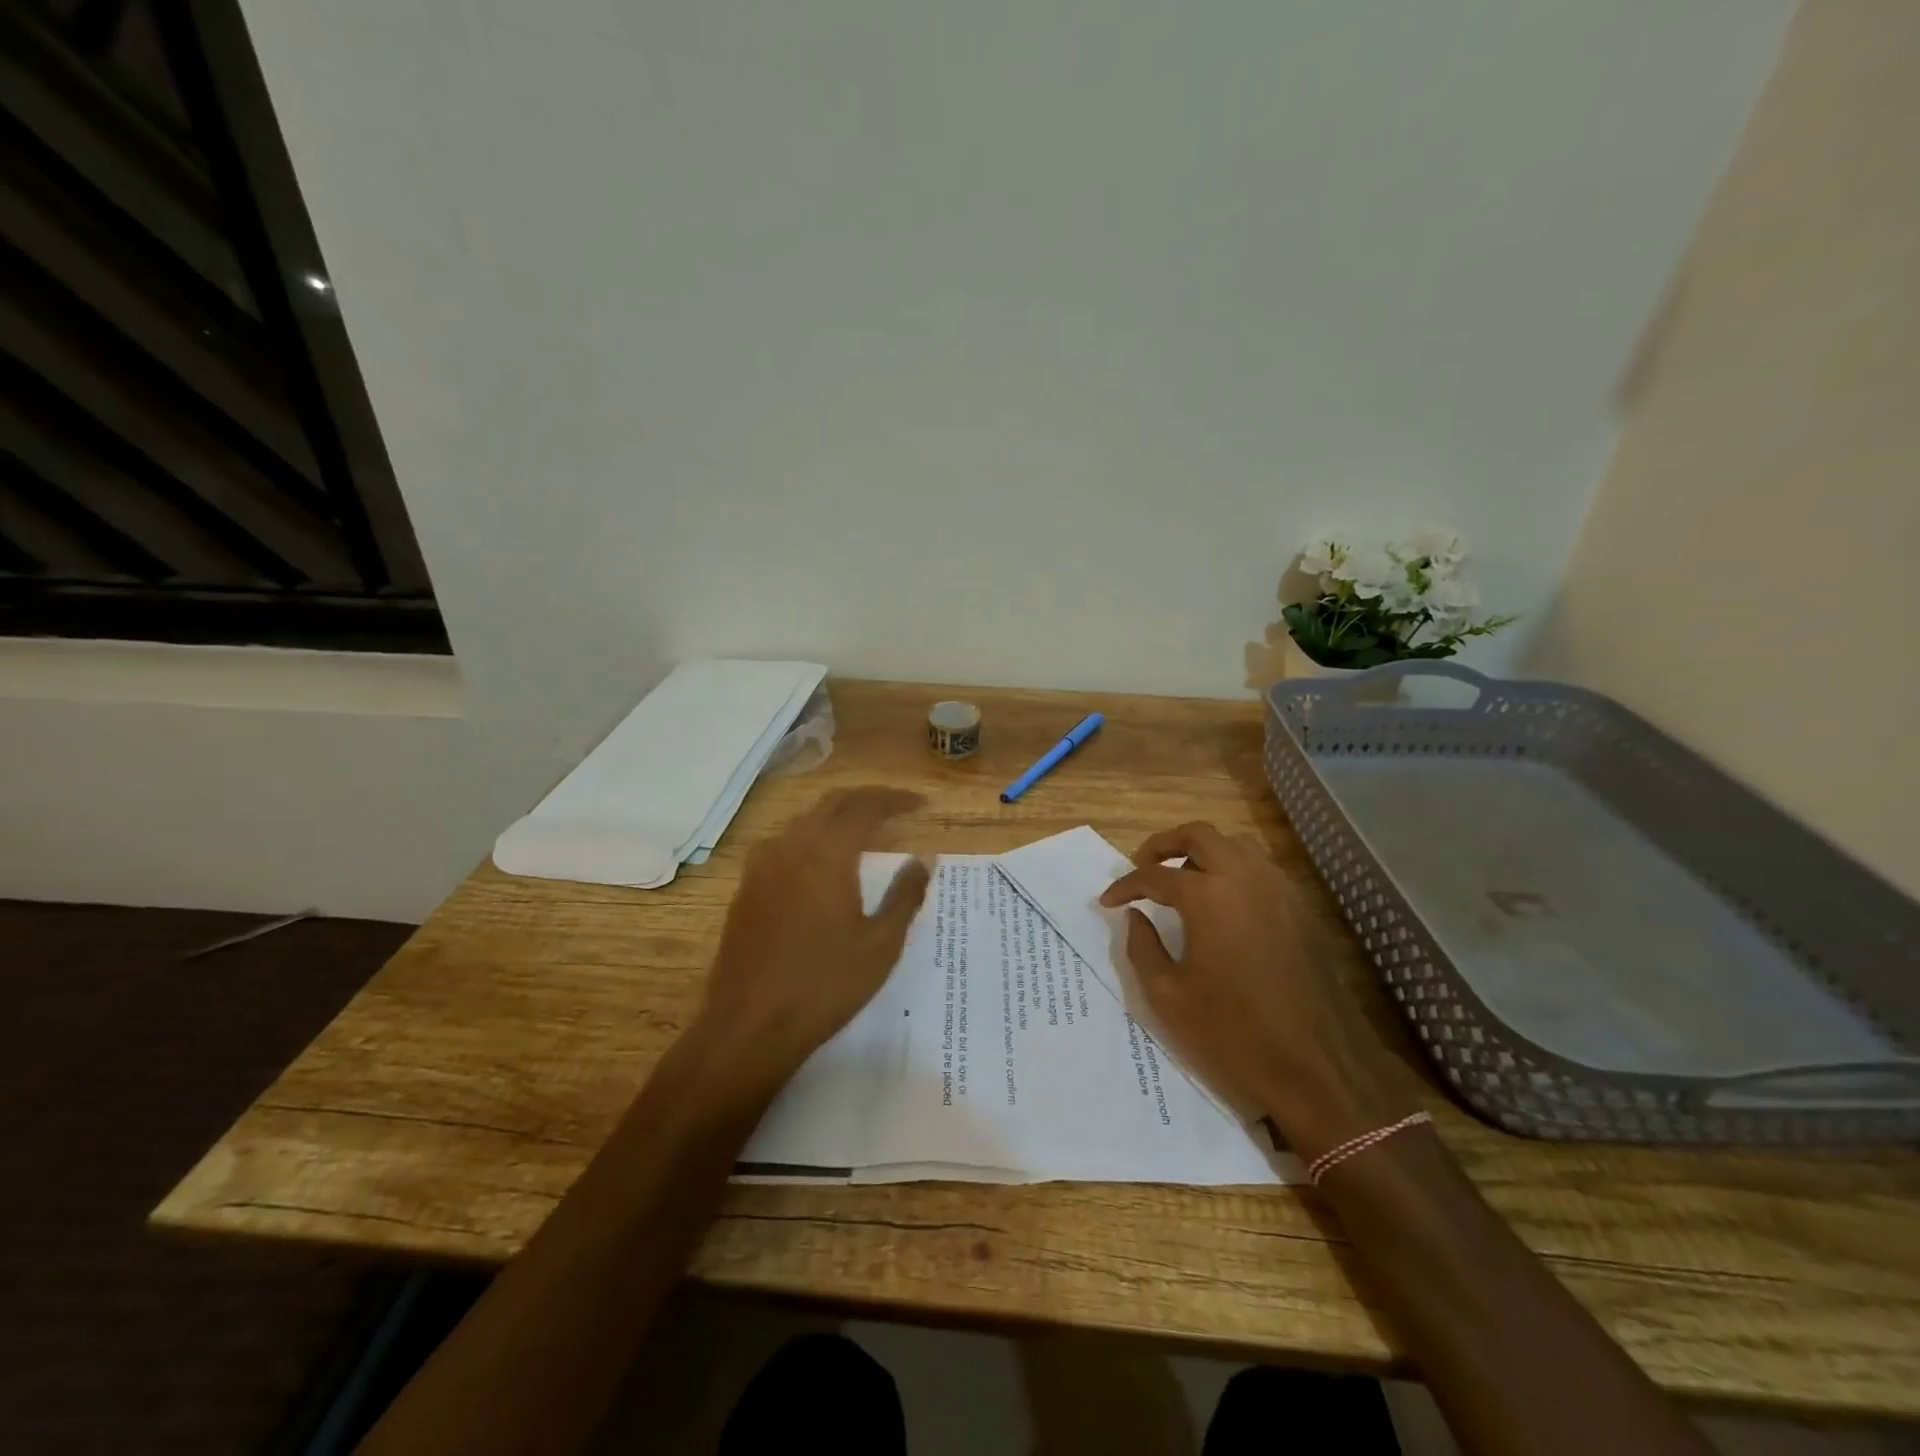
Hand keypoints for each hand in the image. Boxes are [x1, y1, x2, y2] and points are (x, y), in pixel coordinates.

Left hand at [695, 786, 930, 1095]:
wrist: (749, 1026)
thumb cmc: (825, 985)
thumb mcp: (880, 944)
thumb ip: (906, 894)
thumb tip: (924, 858)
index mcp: (826, 852)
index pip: (865, 806)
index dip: (896, 800)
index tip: (922, 804)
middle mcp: (791, 845)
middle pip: (833, 803)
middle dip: (868, 800)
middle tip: (899, 810)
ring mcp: (762, 865)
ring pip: (805, 821)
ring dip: (839, 817)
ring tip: (867, 835)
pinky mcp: (747, 888)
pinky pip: (785, 843)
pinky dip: (814, 838)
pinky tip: (824, 864)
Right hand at [1100, 822, 1415, 1159]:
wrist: (1320, 1068)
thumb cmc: (1234, 1034)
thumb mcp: (1167, 996)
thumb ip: (1142, 947)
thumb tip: (1134, 917)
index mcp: (1208, 896)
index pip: (1154, 875)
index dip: (1125, 885)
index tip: (1108, 901)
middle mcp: (1245, 878)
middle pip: (1198, 835)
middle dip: (1163, 845)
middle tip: (1143, 867)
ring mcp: (1280, 890)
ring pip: (1235, 846)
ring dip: (1202, 853)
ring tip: (1182, 881)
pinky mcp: (1303, 909)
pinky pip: (1261, 869)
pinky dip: (1233, 871)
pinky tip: (1223, 904)